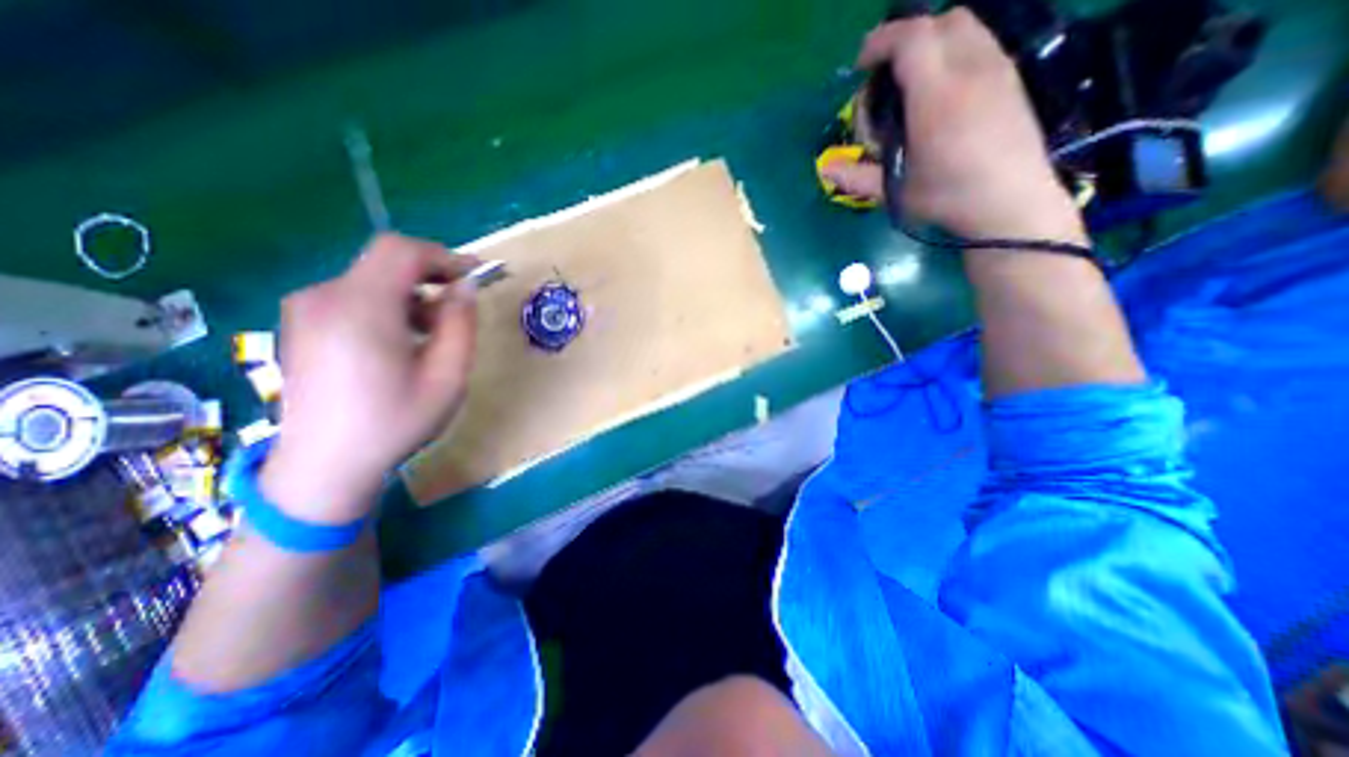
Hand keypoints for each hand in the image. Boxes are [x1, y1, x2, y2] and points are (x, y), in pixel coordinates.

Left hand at [259, 234, 479, 522]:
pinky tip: (399, 342)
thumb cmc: (394, 423)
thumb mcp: (448, 377)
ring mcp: (305, 310)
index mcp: (360, 309)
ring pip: (371, 279)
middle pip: (385, 261)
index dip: (443, 256)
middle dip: (430, 277)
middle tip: (457, 311)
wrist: (324, 467)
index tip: (473, 277)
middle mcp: (324, 297)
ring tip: (431, 335)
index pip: (400, 250)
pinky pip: (353, 296)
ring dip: (410, 295)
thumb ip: (460, 325)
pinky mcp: (301, 324)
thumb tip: (466, 288)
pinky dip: (387, 306)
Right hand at [821, 8, 1080, 245]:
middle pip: (940, 22)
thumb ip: (858, 177)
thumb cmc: (947, 198)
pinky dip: (953, 52)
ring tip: (913, 83)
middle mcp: (971, 69)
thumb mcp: (895, 193)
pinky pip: (979, 42)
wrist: (1010, 203)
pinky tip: (941, 91)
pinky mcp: (1011, 77)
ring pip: (964, 26)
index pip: (911, 39)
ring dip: (932, 43)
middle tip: (886, 77)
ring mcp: (997, 69)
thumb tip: (827, 169)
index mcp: (937, 97)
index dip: (881, 42)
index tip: (862, 65)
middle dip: (906, 39)